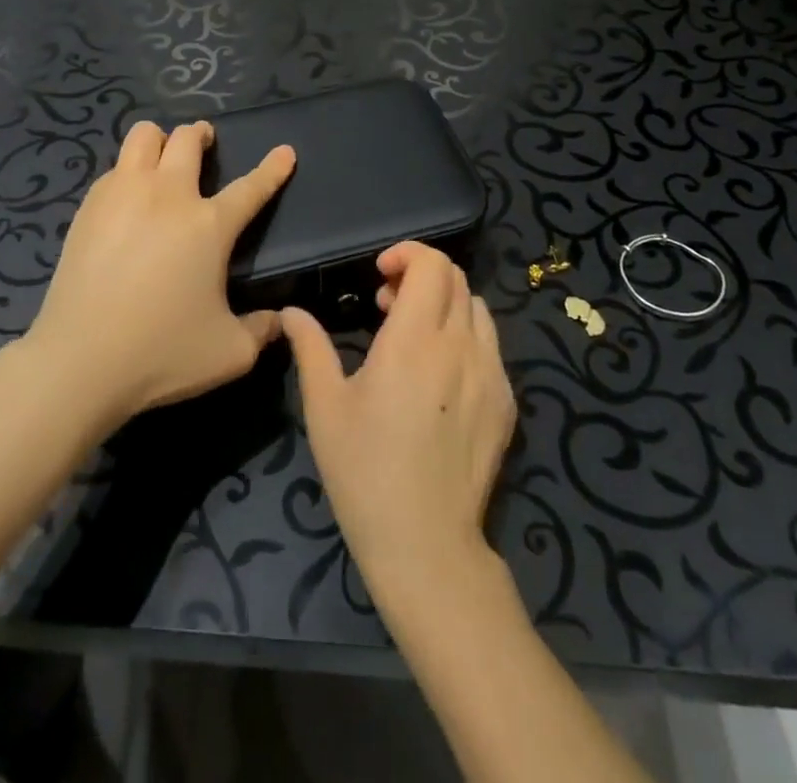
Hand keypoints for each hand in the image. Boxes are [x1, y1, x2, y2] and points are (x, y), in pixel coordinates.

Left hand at [24, 120, 294, 429]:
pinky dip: (128, 171)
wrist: (81, 359)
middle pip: (187, 139)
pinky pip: (114, 168)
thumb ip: (260, 331)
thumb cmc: (163, 352)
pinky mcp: (89, 208)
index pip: (251, 187)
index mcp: (209, 225)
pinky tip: (127, 197)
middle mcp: (168, 196)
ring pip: (142, 136)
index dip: (272, 169)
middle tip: (205, 143)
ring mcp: (123, 195)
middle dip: (202, 134)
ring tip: (163, 158)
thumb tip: (276, 321)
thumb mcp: (230, 352)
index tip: (285, 152)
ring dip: (159, 140)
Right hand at [282, 242, 516, 592]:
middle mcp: (460, 346)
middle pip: (455, 277)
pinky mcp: (507, 401)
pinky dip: (465, 335)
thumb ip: (310, 347)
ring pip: (476, 307)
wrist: (426, 544)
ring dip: (444, 303)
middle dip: (420, 274)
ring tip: (414, 335)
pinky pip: (490, 345)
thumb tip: (290, 312)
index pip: (431, 265)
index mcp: (414, 341)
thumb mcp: (325, 406)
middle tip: (387, 303)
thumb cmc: (364, 471)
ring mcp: (491, 373)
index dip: (407, 253)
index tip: (379, 273)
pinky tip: (440, 374)